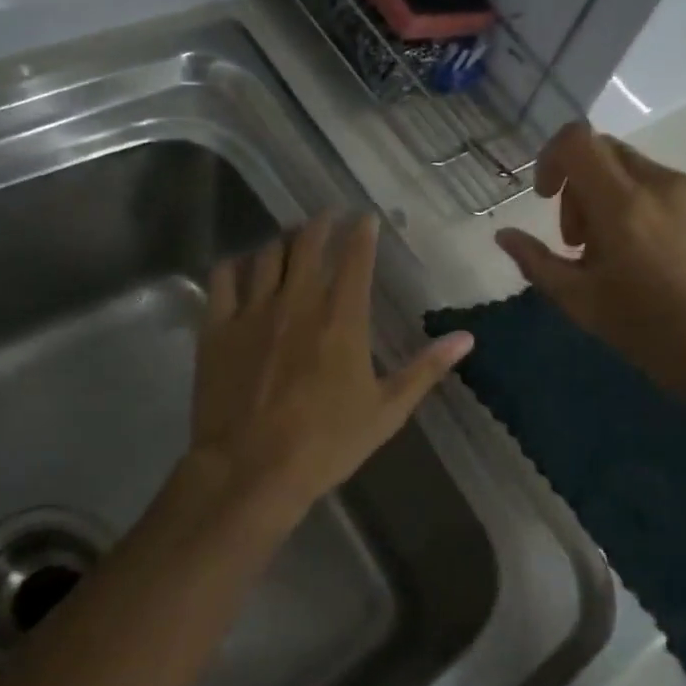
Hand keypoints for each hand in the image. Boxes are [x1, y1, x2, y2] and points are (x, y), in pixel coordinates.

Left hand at [187, 214, 472, 532]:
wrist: (251, 470)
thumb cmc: (326, 443)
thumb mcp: (387, 410)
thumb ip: (426, 368)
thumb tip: (467, 338)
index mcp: (342, 318)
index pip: (355, 258)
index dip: (361, 233)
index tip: (366, 217)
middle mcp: (298, 302)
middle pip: (308, 244)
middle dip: (321, 223)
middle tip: (329, 215)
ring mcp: (253, 311)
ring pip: (267, 254)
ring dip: (283, 239)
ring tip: (291, 235)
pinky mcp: (218, 328)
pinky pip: (223, 279)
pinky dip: (235, 264)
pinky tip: (242, 265)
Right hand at [494, 122, 685, 405]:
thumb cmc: (659, 337)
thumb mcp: (586, 306)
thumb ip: (539, 264)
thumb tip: (505, 235)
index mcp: (624, 206)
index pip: (577, 140)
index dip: (551, 158)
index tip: (547, 198)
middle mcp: (662, 184)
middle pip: (605, 152)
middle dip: (580, 187)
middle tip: (583, 242)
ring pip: (639, 172)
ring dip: (614, 200)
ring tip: (623, 256)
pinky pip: (671, 189)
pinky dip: (649, 208)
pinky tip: (661, 259)